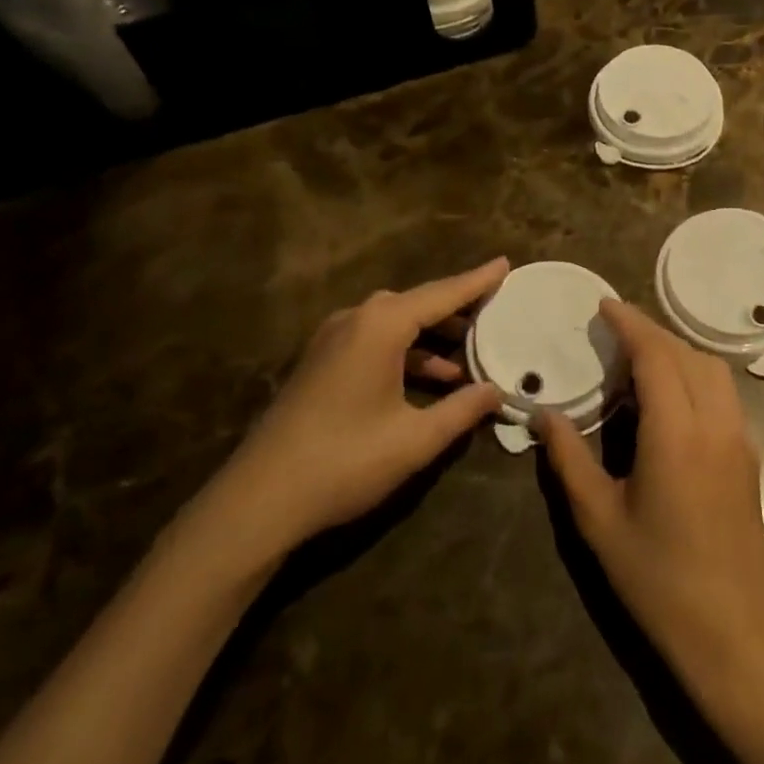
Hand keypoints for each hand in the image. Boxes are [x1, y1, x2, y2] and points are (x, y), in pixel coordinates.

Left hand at [188, 258, 510, 575]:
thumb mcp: (415, 439)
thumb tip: (496, 392)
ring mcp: (332, 340)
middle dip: (457, 309)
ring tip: (468, 354)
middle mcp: (356, 319)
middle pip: (418, 303)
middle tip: (493, 313)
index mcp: (381, 325)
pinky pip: (375, 341)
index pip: (442, 294)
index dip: (478, 281)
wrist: (257, 500)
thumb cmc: (345, 461)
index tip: (505, 263)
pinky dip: (406, 351)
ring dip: (432, 335)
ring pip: (395, 323)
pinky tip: (429, 379)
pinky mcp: (320, 363)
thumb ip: (462, 410)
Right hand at [540, 301, 763, 687]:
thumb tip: (544, 414)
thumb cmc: (658, 578)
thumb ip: (569, 460)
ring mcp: (739, 437)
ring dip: (676, 350)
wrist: (733, 630)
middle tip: (613, 330)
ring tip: (639, 357)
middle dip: (651, 331)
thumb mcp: (599, 521)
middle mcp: (714, 423)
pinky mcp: (748, 454)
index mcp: (676, 433)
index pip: (656, 355)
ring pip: (711, 369)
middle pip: (686, 353)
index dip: (630, 324)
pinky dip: (695, 373)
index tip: (604, 306)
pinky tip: (670, 394)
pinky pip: (723, 392)